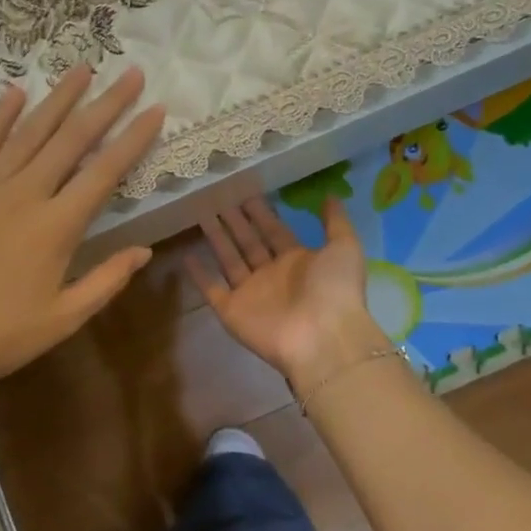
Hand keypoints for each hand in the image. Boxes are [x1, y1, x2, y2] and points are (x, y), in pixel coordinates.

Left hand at [0, 66, 164, 396]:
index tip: (156, 109)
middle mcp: (24, 194)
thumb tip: (144, 250)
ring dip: (58, 98)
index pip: (104, 171)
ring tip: (82, 68)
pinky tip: (16, 92)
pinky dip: (0, 115)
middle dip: (105, 103)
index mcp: (56, 227)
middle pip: (71, 138)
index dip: (133, 138)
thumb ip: (107, 280)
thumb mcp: (63, 318)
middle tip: (130, 73)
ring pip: (29, 131)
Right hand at [186, 196, 390, 389]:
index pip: (274, 231)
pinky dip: (199, 275)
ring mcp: (250, 293)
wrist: (323, 339)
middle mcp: (272, 275)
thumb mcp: (344, 248)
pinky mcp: (231, 310)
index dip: (261, 213)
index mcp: (298, 261)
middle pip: (249, 242)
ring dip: (216, 239)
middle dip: (235, 221)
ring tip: (200, 214)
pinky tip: (186, 255)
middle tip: (217, 197)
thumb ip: (335, 222)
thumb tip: (330, 195)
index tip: (245, 191)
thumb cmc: (334, 290)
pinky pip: (211, 289)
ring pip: (228, 260)